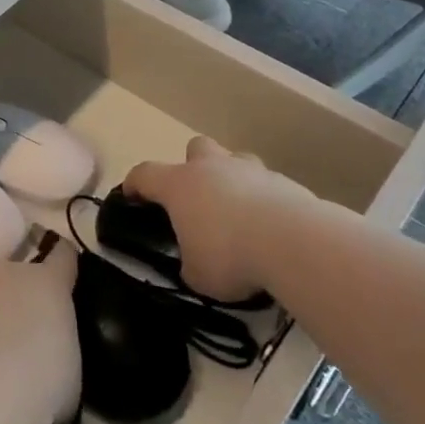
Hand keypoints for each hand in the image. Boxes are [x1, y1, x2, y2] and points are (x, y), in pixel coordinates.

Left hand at [0, 245, 79, 423]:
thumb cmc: (41, 383)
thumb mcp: (69, 367)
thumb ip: (58, 345)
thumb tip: (46, 352)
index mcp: (47, 282)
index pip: (62, 256)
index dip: (62, 265)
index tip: (61, 276)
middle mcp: (4, 271)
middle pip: (10, 276)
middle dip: (12, 300)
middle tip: (13, 339)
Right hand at [123, 138, 324, 303]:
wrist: (293, 243)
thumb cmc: (229, 256)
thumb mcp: (197, 275)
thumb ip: (190, 265)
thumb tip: (195, 264)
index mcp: (180, 185)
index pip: (145, 174)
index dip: (135, 184)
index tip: (132, 196)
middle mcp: (212, 168)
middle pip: (196, 148)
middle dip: (194, 167)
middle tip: (199, 199)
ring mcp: (251, 170)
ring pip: (236, 161)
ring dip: (233, 180)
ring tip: (239, 213)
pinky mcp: (285, 182)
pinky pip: (267, 185)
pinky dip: (265, 201)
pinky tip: (271, 228)